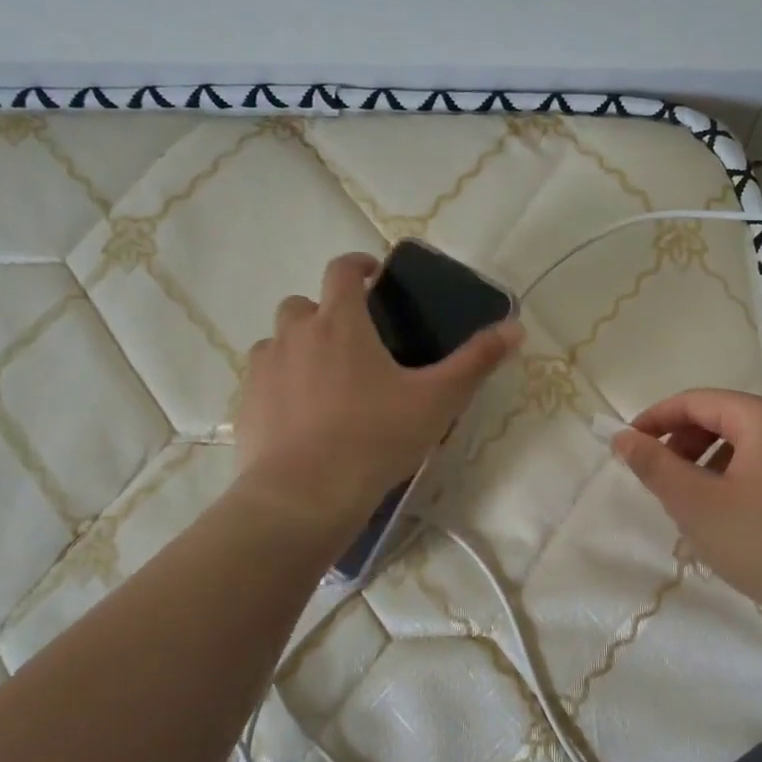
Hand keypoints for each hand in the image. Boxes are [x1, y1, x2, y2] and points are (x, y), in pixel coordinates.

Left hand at [234, 252, 522, 526]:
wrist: (304, 495)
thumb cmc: (375, 438)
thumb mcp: (438, 400)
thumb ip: (477, 361)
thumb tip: (516, 327)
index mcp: (340, 322)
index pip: (342, 271)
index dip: (358, 265)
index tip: (373, 275)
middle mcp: (295, 334)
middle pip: (303, 303)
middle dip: (325, 311)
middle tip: (352, 340)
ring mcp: (265, 368)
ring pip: (278, 340)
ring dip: (298, 346)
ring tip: (324, 379)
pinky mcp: (246, 403)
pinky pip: (262, 378)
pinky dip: (280, 382)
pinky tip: (300, 414)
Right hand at [613, 389, 761, 643]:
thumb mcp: (696, 504)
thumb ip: (654, 465)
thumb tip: (622, 437)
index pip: (697, 401)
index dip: (656, 419)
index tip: (627, 446)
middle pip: (724, 418)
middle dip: (683, 443)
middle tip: (658, 479)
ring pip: (746, 444)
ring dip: (708, 463)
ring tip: (690, 502)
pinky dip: (737, 477)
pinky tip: (729, 516)